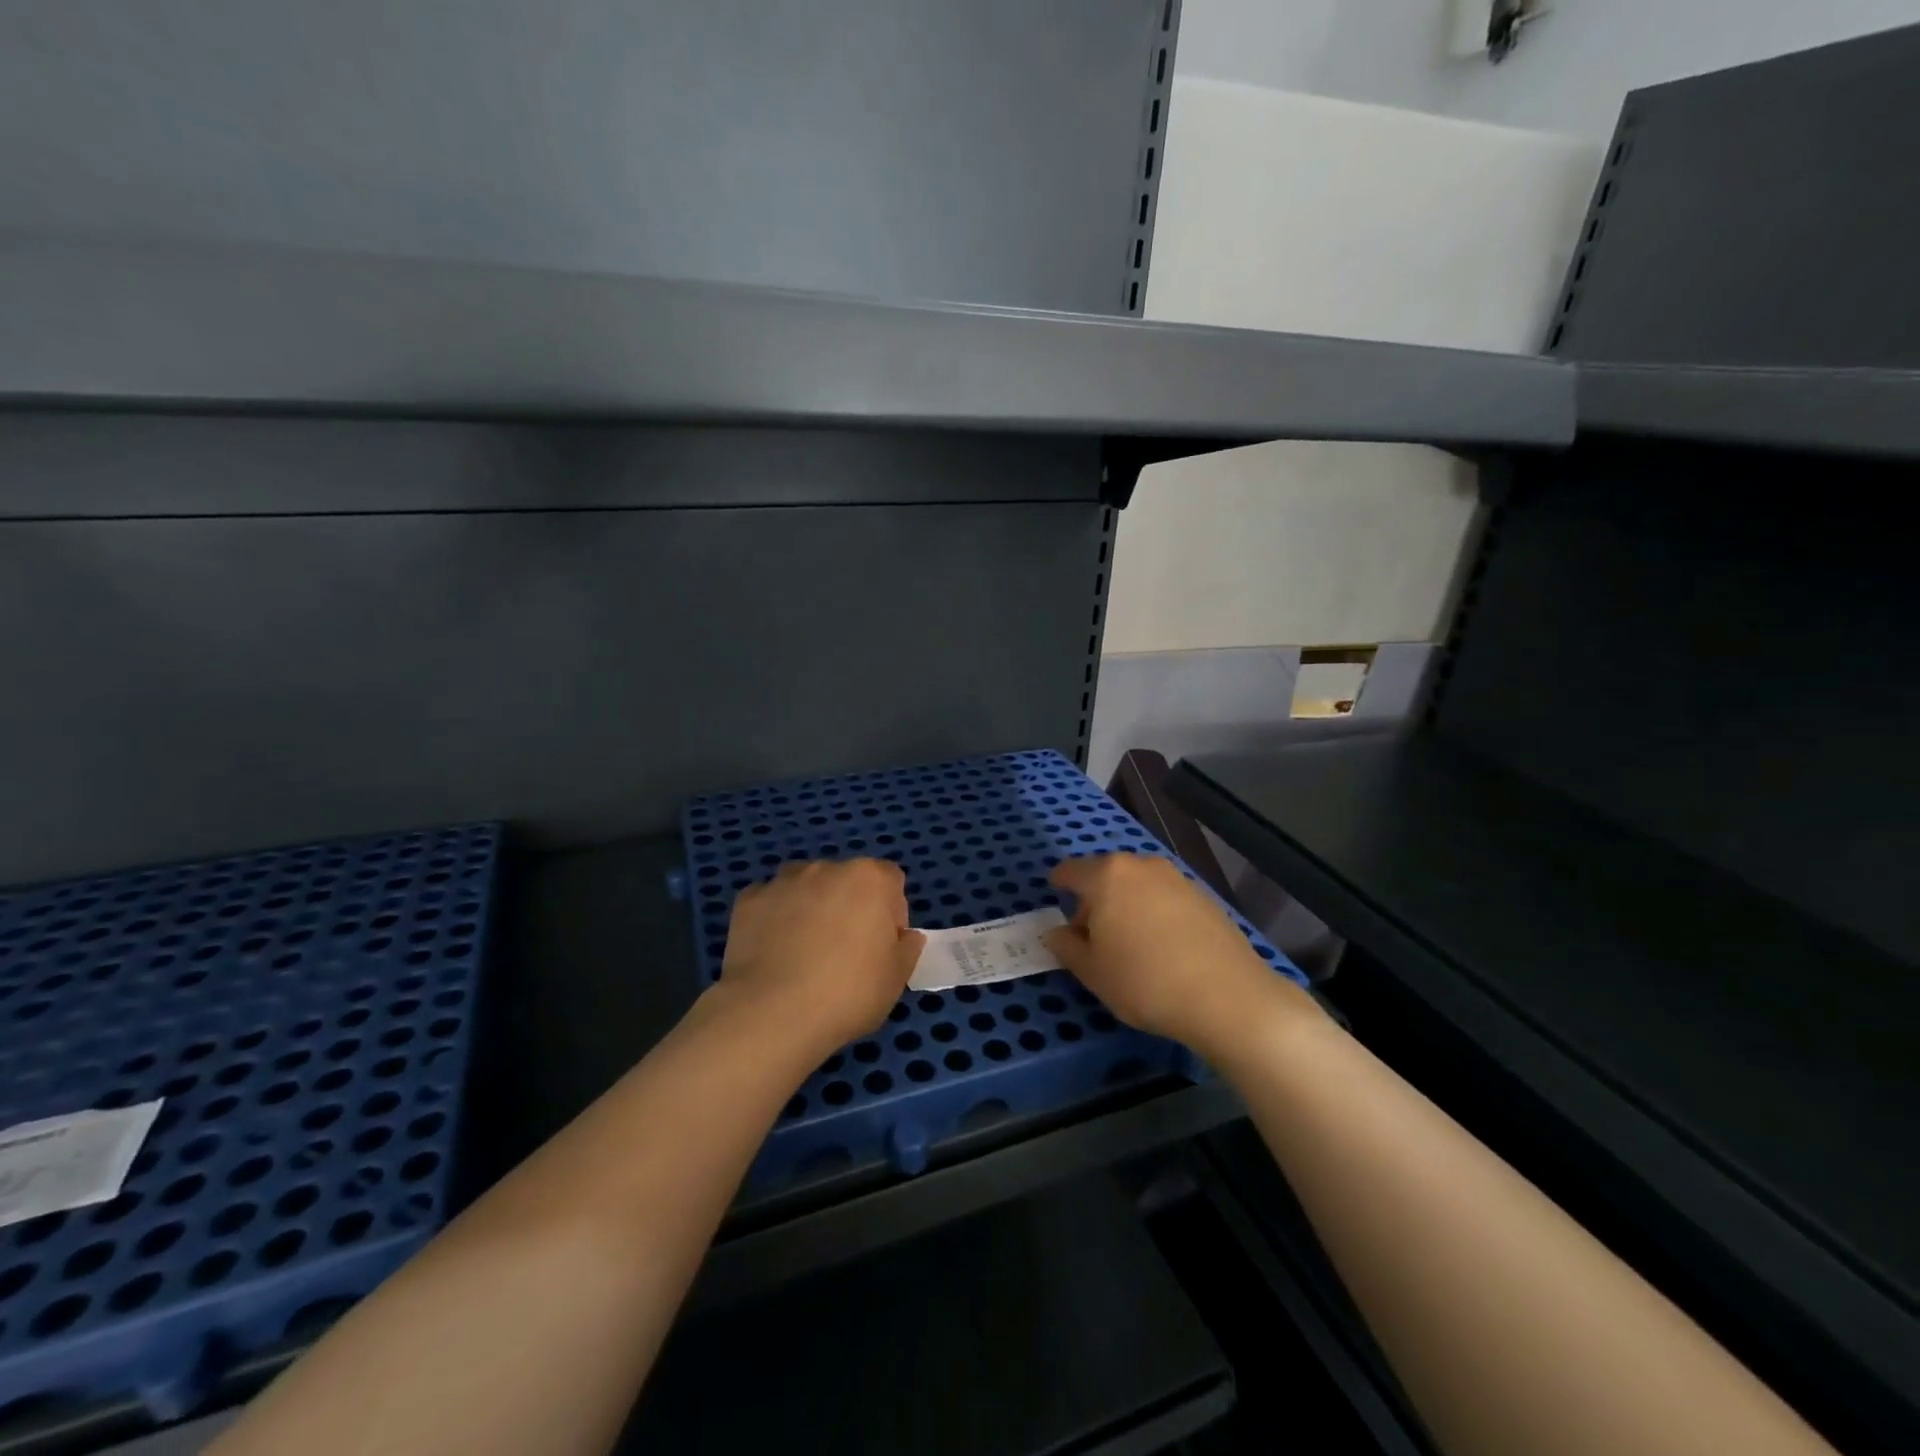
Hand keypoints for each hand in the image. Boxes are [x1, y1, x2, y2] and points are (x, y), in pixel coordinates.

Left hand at [716, 858, 924, 1058]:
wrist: (772, 1013)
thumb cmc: (848, 993)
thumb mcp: (896, 978)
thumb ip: (907, 948)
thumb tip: (904, 935)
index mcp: (870, 879)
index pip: (891, 881)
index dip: (891, 912)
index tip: (882, 945)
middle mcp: (827, 868)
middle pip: (847, 880)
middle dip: (849, 906)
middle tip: (844, 951)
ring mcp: (783, 881)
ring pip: (806, 887)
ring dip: (811, 907)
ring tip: (803, 951)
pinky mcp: (748, 899)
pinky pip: (770, 903)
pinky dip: (774, 919)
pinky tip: (773, 953)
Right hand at [1042, 853, 1298, 1056]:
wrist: (1228, 997)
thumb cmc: (1145, 982)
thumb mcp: (1093, 972)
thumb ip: (1067, 947)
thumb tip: (1055, 934)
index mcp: (1107, 876)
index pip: (1071, 871)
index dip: (1059, 883)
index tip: (1055, 896)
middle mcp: (1141, 866)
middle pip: (1106, 876)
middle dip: (1095, 901)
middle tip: (1092, 937)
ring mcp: (1177, 879)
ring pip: (1138, 887)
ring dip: (1127, 907)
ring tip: (1129, 946)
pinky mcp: (1204, 898)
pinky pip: (1165, 900)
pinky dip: (1155, 915)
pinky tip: (1162, 949)